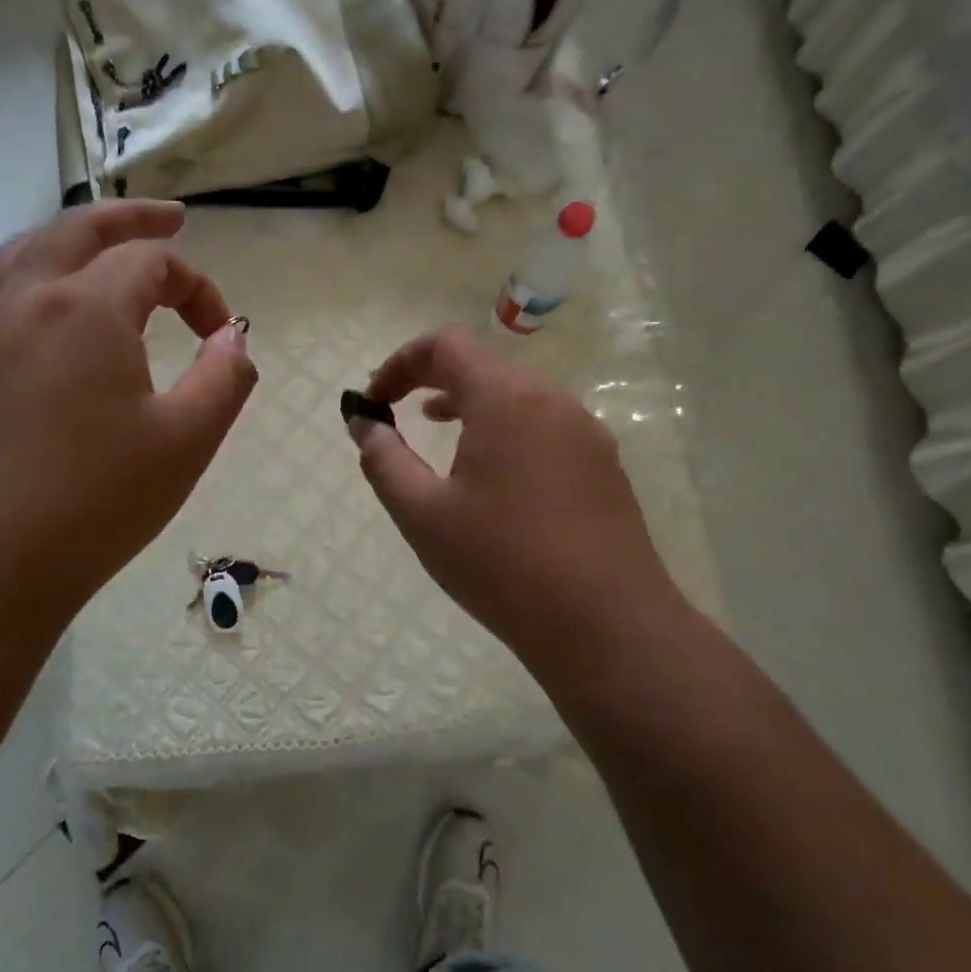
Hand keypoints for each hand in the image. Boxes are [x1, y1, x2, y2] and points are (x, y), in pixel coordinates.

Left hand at [0, 201, 256, 646]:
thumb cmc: (94, 503)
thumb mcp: (187, 441)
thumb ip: (224, 377)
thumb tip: (235, 338)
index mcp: (86, 309)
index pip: (152, 263)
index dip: (199, 288)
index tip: (223, 336)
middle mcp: (24, 305)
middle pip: (76, 231)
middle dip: (130, 219)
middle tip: (171, 217)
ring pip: (18, 259)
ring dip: (64, 242)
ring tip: (94, 251)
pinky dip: (16, 301)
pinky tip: (28, 330)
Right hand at [351, 327, 679, 667]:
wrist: (607, 626)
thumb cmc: (502, 565)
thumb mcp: (423, 514)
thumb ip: (384, 459)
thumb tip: (363, 422)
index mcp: (506, 399)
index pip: (446, 345)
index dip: (401, 362)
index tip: (375, 400)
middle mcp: (552, 400)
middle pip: (484, 365)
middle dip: (433, 379)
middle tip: (399, 414)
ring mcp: (586, 432)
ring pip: (518, 396)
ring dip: (471, 404)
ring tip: (439, 431)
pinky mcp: (604, 465)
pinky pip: (545, 426)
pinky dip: (507, 430)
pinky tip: (495, 477)